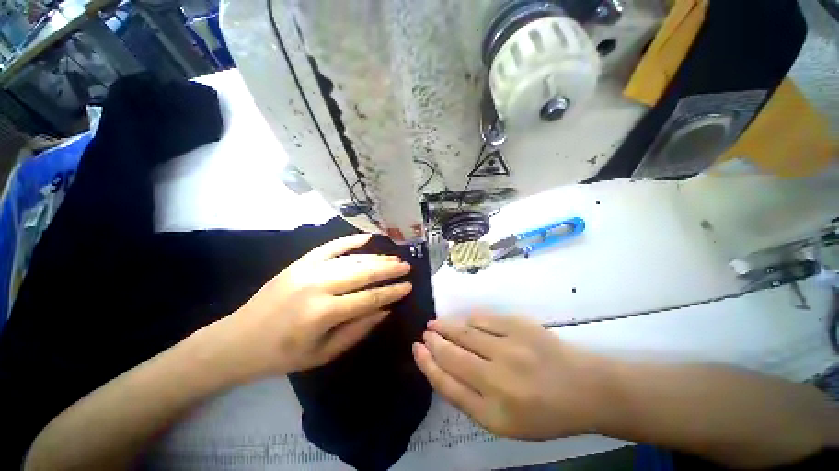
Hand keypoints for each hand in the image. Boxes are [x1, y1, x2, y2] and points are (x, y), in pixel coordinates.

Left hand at [222, 234, 412, 377]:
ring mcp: (308, 270)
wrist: (238, 341)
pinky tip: (367, 238)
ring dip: (376, 257)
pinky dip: (349, 241)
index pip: (369, 297)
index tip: (409, 286)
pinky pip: (330, 246)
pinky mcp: (299, 262)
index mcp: (324, 313)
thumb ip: (358, 330)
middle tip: (407, 266)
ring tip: (393, 257)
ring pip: (351, 259)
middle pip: (364, 273)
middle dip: (389, 269)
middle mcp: (318, 286)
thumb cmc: (283, 355)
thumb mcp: (324, 354)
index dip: (392, 291)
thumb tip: (385, 309)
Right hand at [413, 313, 610, 439]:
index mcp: (494, 413)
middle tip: (425, 333)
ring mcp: (510, 349)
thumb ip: (471, 399)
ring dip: (446, 327)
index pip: (447, 385)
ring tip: (435, 324)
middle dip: (434, 342)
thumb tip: (443, 368)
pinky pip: (483, 319)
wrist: (584, 388)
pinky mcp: (519, 327)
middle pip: (452, 356)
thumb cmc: (543, 412)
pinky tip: (464, 321)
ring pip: (465, 333)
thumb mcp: (504, 422)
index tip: (417, 349)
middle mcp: (498, 381)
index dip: (428, 364)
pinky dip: (469, 319)